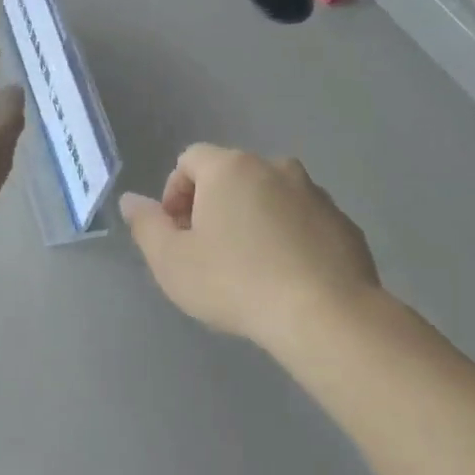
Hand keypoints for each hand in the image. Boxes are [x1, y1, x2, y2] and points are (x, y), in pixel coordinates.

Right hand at [120, 145, 380, 354]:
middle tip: (205, 252)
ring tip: (247, 268)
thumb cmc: (234, 283)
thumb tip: (131, 200)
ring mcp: (316, 194)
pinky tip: (283, 277)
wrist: (323, 314)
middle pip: (231, 176)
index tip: (175, 234)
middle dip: (212, 207)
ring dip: (251, 220)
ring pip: (269, 198)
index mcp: (231, 168)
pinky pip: (302, 221)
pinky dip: (286, 238)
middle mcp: (276, 168)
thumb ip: (146, 225)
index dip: (173, 193)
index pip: (189, 160)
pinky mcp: (343, 224)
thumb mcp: (171, 261)